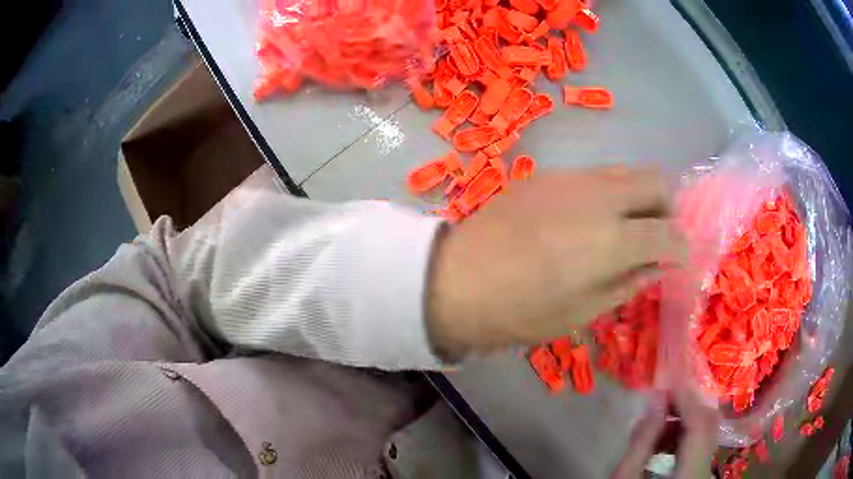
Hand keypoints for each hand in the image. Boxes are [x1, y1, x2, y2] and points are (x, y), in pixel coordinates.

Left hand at [426, 167, 685, 358]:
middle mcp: (598, 196)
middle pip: (655, 180)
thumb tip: (658, 266)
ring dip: (637, 197)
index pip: (668, 233)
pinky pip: (594, 177)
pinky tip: (587, 221)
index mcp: (612, 240)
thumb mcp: (581, 312)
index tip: (679, 260)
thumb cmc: (518, 311)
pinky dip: (607, 195)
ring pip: (625, 173)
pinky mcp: (546, 174)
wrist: (453, 280)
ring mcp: (570, 178)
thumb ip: (629, 283)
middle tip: (656, 236)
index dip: (681, 247)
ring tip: (623, 230)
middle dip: (667, 207)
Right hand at [611, 390, 717, 478]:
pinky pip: (701, 444)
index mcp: (690, 473)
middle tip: (660, 400)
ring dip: (683, 422)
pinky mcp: (702, 470)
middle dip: (685, 406)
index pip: (699, 424)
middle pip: (708, 425)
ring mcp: (707, 469)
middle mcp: (707, 468)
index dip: (686, 398)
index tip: (668, 381)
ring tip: (656, 425)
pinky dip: (684, 436)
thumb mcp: (625, 477)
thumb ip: (643, 439)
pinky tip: (664, 442)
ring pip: (706, 433)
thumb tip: (657, 398)